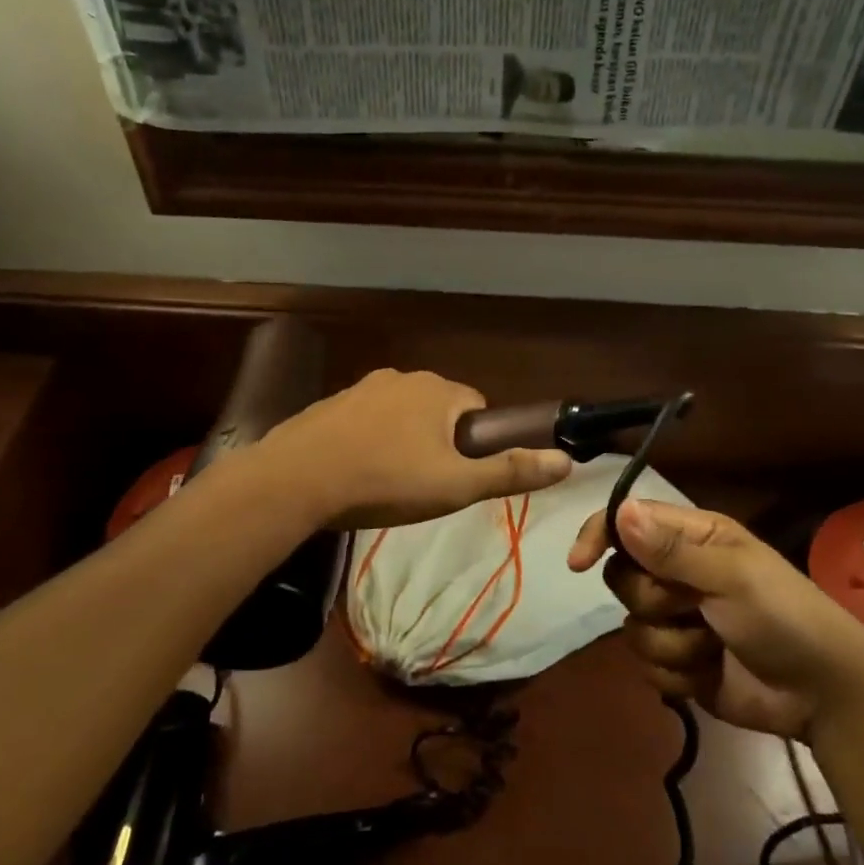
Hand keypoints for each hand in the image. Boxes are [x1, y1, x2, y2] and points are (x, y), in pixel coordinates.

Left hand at [262, 369, 572, 530]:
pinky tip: (356, 474)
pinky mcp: (330, 405)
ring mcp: (361, 388)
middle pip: (439, 410)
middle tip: (424, 486)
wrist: (297, 480)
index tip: (458, 476)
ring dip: (403, 442)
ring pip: (401, 416)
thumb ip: (510, 472)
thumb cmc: (386, 481)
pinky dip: (369, 442)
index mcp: (437, 390)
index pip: (477, 407)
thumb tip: (566, 461)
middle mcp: (401, 378)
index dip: (476, 444)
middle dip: (439, 443)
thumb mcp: (456, 485)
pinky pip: (366, 422)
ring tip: (388, 484)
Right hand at [568, 499, 863, 737]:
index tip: (579, 563)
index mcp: (692, 538)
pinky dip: (677, 674)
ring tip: (713, 647)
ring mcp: (677, 620)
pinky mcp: (679, 662)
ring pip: (632, 627)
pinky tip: (709, 674)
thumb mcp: (732, 577)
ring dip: (672, 644)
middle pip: (622, 579)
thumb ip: (671, 549)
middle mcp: (678, 573)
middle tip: (694, 607)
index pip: (627, 523)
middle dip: (653, 601)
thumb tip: (621, 513)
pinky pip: (647, 665)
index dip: (599, 536)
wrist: (822, 694)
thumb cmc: (784, 617)